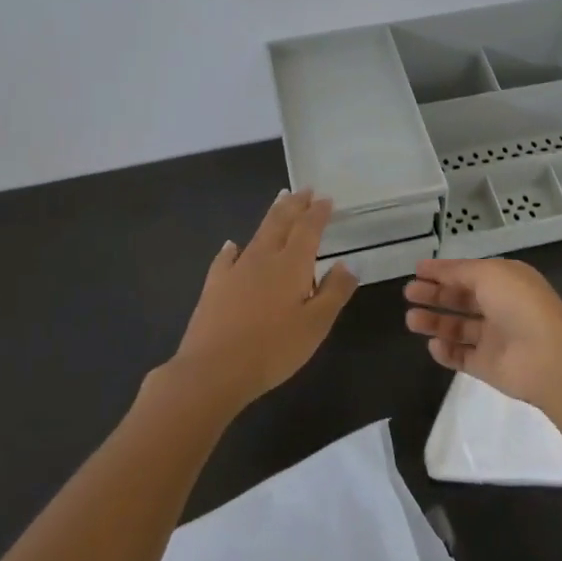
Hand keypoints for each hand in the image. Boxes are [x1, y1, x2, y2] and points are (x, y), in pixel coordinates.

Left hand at [168, 190, 358, 409]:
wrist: (213, 370)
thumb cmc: (274, 349)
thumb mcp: (316, 324)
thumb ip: (334, 291)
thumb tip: (348, 263)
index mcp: (291, 265)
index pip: (308, 229)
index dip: (318, 212)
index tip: (326, 198)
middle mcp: (263, 258)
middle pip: (281, 222)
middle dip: (294, 204)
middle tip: (304, 190)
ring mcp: (235, 271)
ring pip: (257, 234)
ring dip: (271, 216)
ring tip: (279, 201)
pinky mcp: (214, 287)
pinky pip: (225, 258)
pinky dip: (232, 248)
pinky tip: (232, 245)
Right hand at [403, 258, 561, 407]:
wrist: (547, 357)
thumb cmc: (519, 305)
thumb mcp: (489, 273)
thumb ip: (459, 271)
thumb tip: (438, 269)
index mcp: (506, 281)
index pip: (469, 273)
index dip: (444, 271)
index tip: (417, 270)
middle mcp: (500, 307)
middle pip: (461, 299)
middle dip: (435, 294)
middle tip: (409, 293)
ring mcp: (495, 338)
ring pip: (458, 328)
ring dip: (435, 322)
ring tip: (411, 319)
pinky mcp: (488, 366)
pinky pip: (461, 357)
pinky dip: (446, 351)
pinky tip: (433, 344)